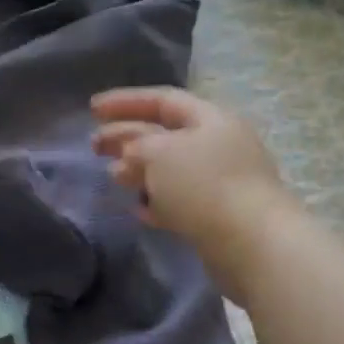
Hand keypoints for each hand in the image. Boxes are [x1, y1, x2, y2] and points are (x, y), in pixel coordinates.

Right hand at [91, 86, 294, 306]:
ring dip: (140, 171)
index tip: (92, 109)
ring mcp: (221, 181)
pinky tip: (138, 209)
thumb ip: (136, 146)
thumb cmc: (204, 186)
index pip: (163, 100)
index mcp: (210, 118)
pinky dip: (156, 201)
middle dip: (127, 137)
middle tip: (95, 147)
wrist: (252, 243)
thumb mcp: (159, 154)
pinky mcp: (218, 214)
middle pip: (165, 134)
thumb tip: (128, 157)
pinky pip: (180, 200)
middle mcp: (219, 144)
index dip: (126, 101)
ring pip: (171, 169)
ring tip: (114, 178)